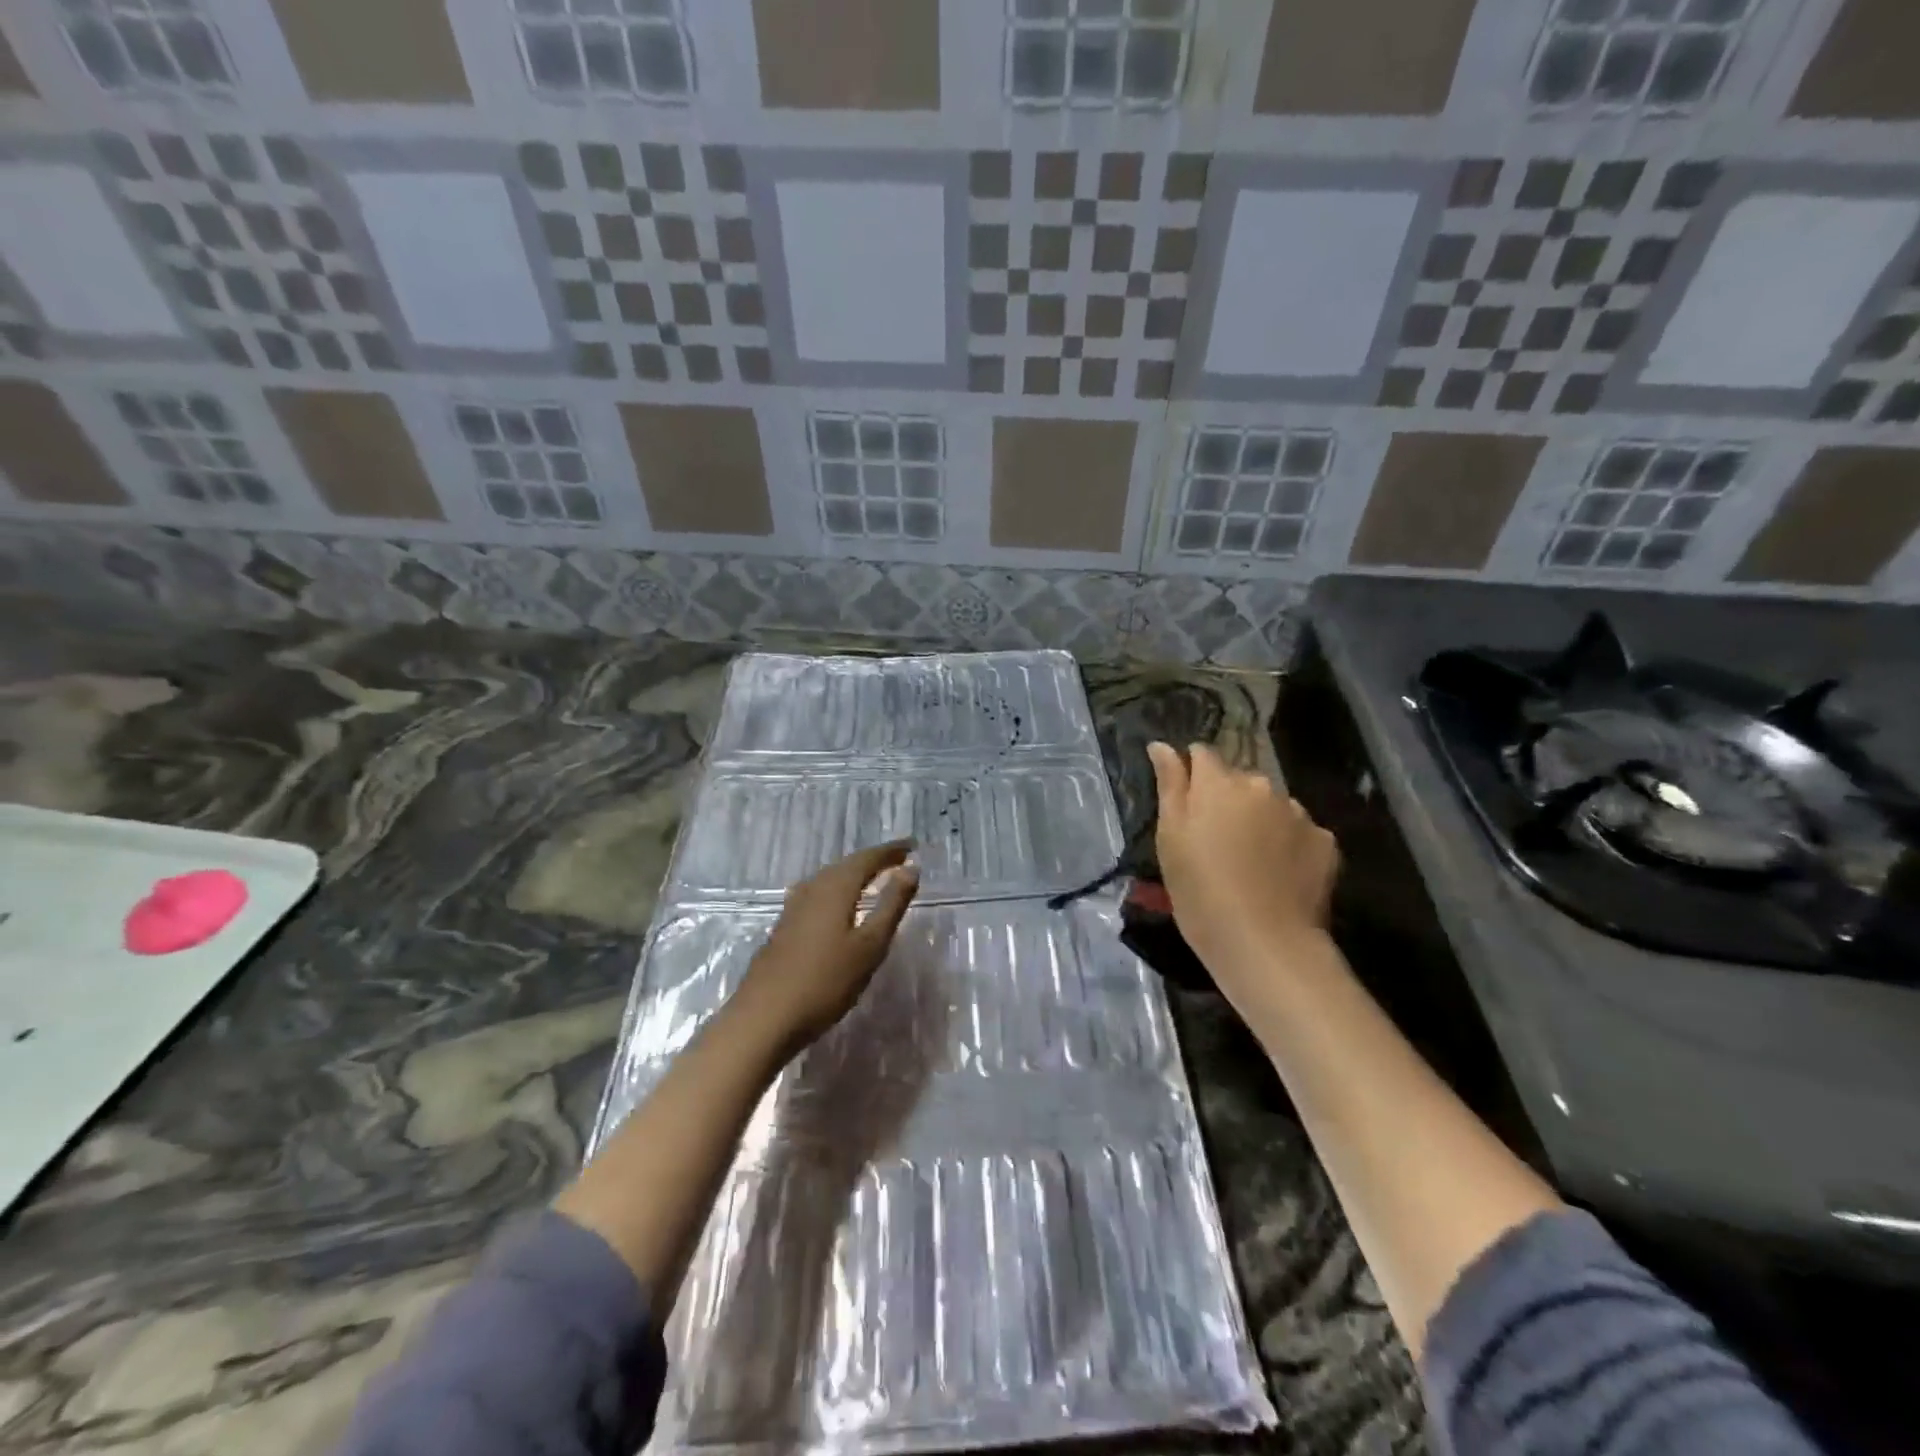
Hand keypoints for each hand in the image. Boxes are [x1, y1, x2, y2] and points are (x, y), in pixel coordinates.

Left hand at [732, 840, 920, 1054]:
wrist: (764, 1018)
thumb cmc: (826, 982)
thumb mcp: (870, 945)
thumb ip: (891, 904)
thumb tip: (910, 868)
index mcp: (835, 888)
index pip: (867, 858)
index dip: (890, 851)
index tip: (912, 846)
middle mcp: (812, 889)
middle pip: (845, 865)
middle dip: (872, 860)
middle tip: (896, 860)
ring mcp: (793, 908)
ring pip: (828, 879)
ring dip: (852, 875)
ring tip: (871, 879)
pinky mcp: (784, 927)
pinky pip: (817, 895)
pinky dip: (836, 891)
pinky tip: (837, 906)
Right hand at [1147, 742, 1338, 1004]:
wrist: (1264, 943)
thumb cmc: (1200, 891)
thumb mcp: (1170, 838)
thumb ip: (1170, 785)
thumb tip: (1162, 745)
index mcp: (1219, 783)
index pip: (1202, 754)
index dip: (1192, 774)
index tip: (1186, 804)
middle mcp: (1262, 786)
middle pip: (1239, 780)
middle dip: (1227, 799)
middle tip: (1215, 841)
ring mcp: (1298, 813)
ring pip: (1271, 805)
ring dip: (1259, 820)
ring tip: (1249, 862)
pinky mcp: (1325, 842)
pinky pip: (1299, 831)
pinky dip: (1287, 844)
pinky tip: (1278, 875)